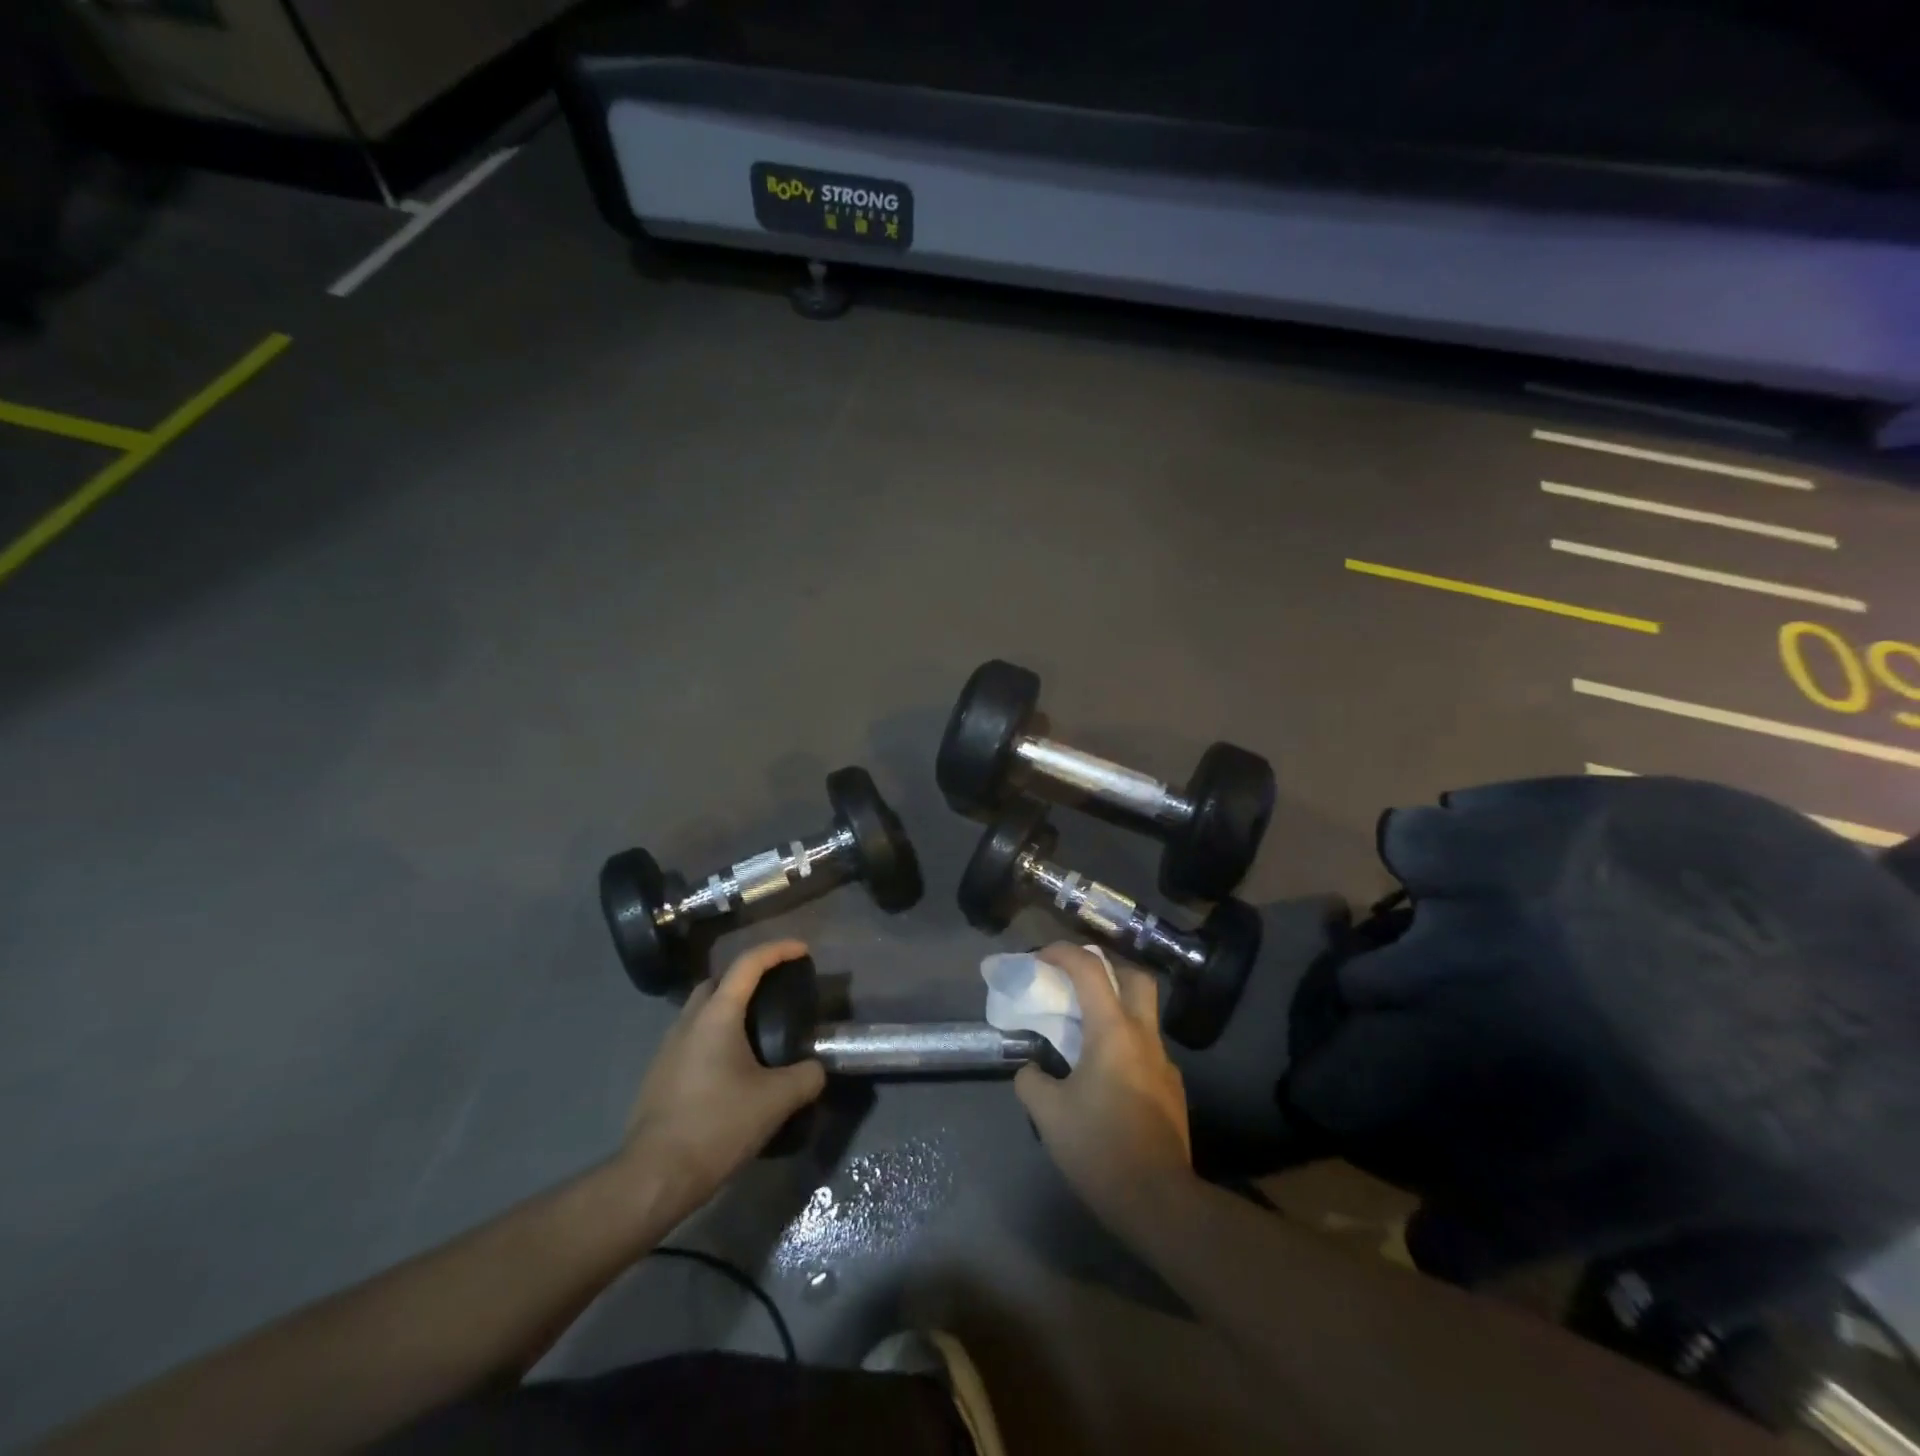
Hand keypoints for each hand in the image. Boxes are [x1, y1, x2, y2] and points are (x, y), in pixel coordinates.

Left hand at [620, 939, 826, 1220]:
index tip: (802, 950)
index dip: (778, 950)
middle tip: (775, 992)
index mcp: (717, 1015)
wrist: (654, 1176)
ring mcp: (668, 1047)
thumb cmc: (718, 1126)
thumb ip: (806, 1077)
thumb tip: (817, 1069)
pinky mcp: (659, 1074)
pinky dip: (714, 1037)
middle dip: (748, 977)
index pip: (748, 964)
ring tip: (757, 1032)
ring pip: (701, 1010)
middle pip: (719, 981)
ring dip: (728, 1009)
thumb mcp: (776, 1101)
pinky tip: (732, 1068)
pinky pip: (691, 1038)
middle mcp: (688, 1021)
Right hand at [1015, 943, 1192, 1224]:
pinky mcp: (1172, 1089)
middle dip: (1107, 967)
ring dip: (1116, 1007)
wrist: (1159, 1202)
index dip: (1063, 953)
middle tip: (1077, 980)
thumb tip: (1031, 1069)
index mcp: (1113, 1031)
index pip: (1090, 970)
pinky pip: (1146, 1048)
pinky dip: (1124, 1043)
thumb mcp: (1049, 1115)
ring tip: (1085, 1030)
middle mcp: (1144, 1037)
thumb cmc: (1100, 1149)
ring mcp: (1163, 1063)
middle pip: (1135, 977)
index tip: (1040, 957)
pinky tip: (1105, 1074)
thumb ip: (1032, 1081)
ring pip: (1143, 1014)